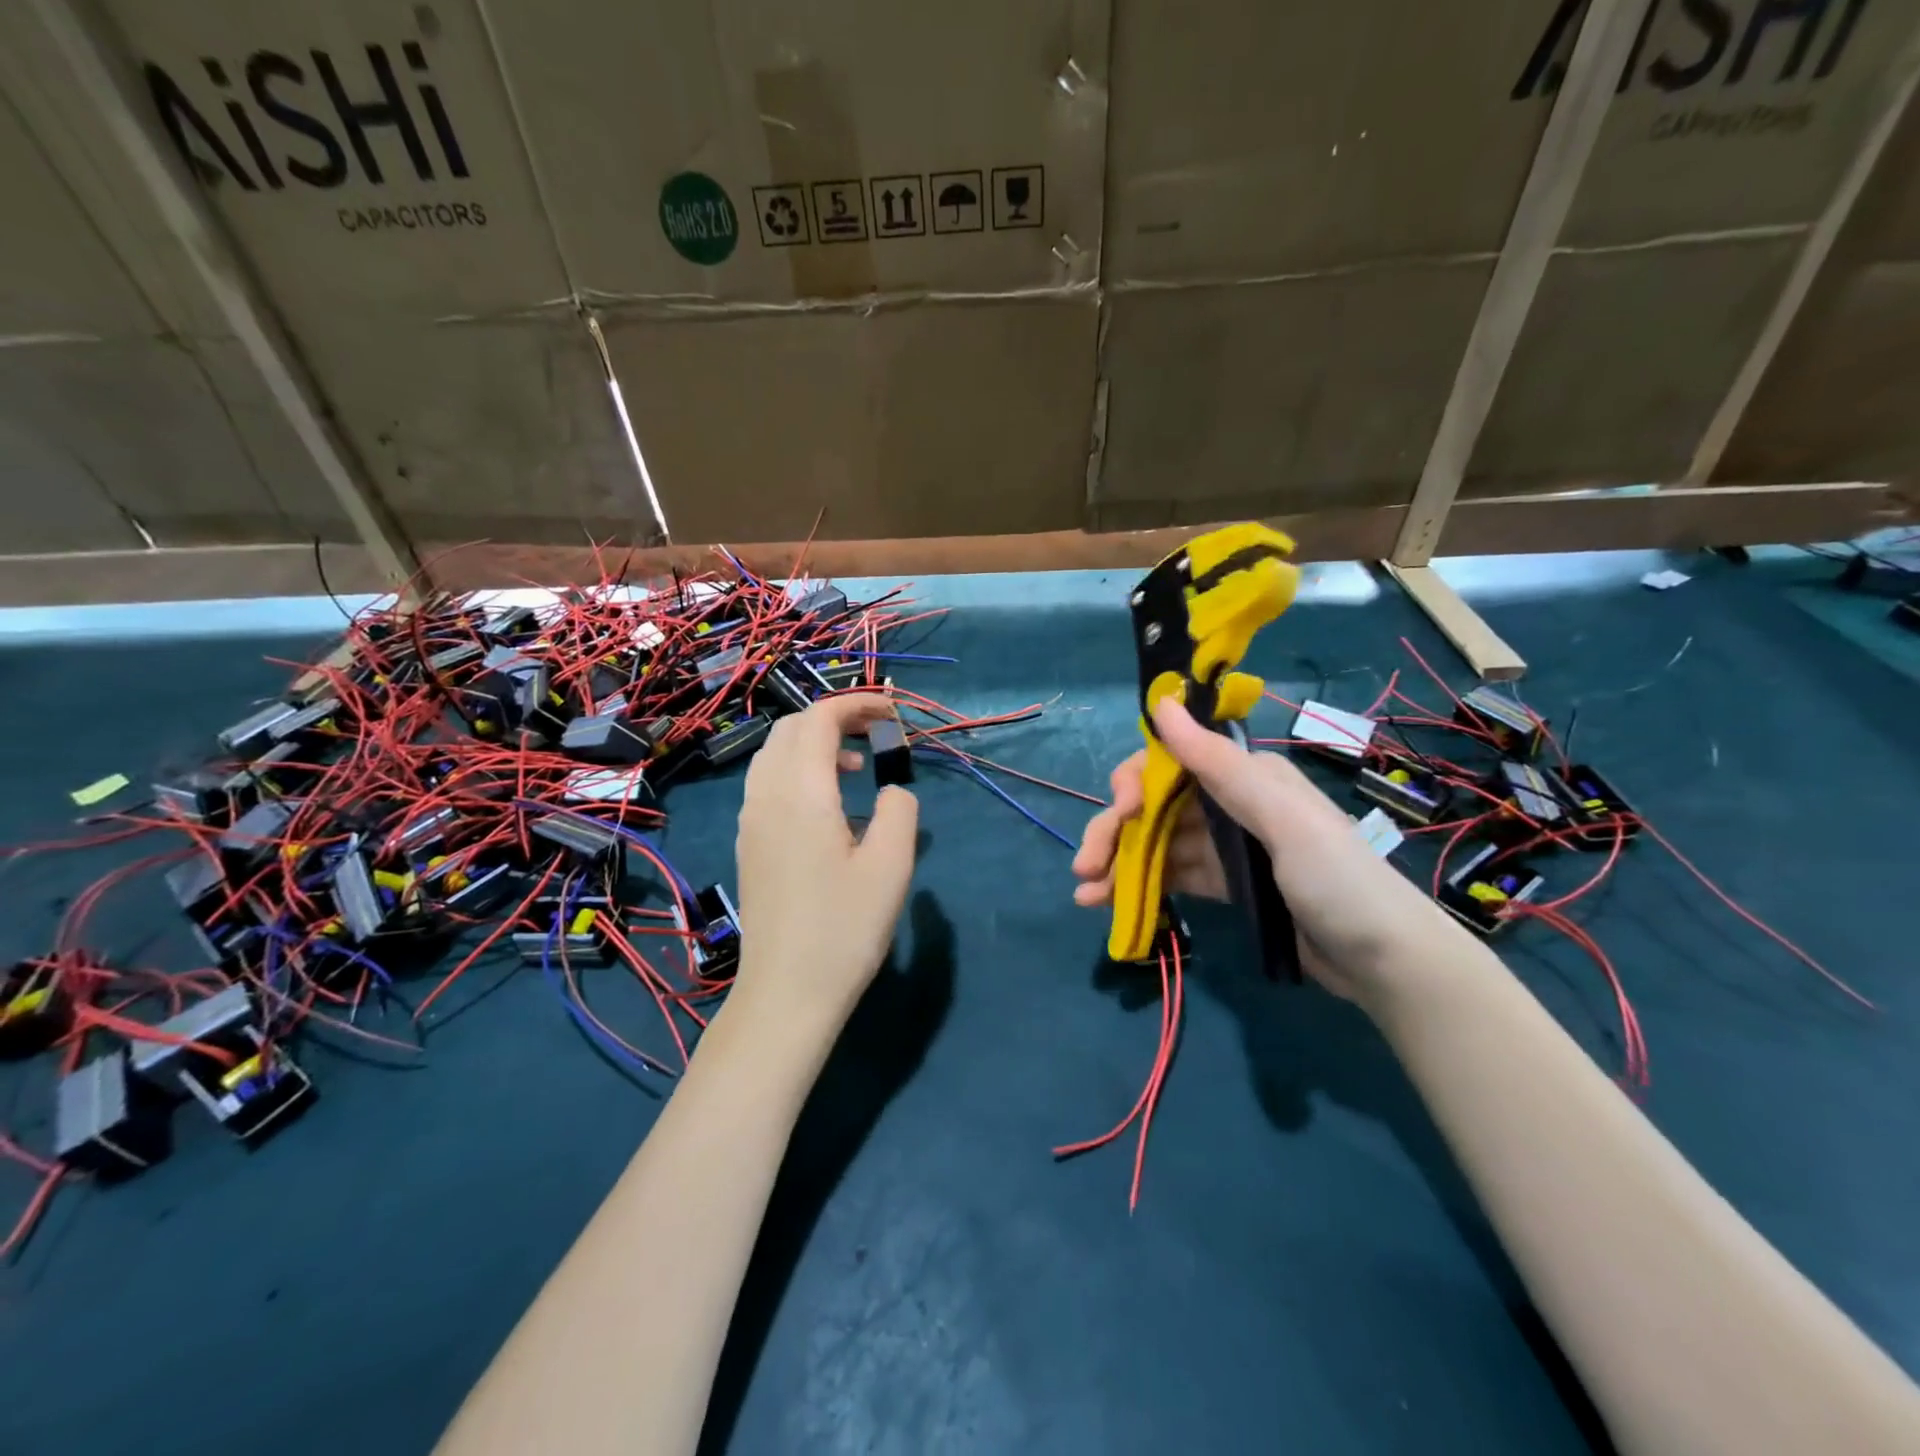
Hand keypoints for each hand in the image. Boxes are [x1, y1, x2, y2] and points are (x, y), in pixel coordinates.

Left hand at [732, 694, 918, 1043]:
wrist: (786, 991)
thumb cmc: (844, 928)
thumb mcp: (892, 866)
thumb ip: (900, 810)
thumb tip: (892, 790)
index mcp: (802, 792)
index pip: (821, 718)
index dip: (858, 703)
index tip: (894, 713)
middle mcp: (767, 795)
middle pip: (792, 727)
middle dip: (836, 716)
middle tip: (878, 732)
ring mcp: (751, 819)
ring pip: (775, 752)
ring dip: (814, 741)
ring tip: (856, 765)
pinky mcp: (749, 842)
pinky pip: (768, 780)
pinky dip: (799, 767)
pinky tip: (828, 803)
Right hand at [1073, 698, 1460, 1005]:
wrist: (1386, 962)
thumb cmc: (1338, 880)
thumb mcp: (1281, 818)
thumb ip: (1218, 764)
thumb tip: (1160, 703)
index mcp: (1245, 775)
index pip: (1172, 762)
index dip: (1136, 782)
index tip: (1122, 813)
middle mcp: (1231, 802)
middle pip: (1156, 806)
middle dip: (1115, 831)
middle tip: (1084, 867)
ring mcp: (1227, 846)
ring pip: (1158, 843)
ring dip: (1119, 863)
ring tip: (1086, 894)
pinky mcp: (1226, 884)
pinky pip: (1173, 875)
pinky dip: (1141, 886)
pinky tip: (1111, 903)